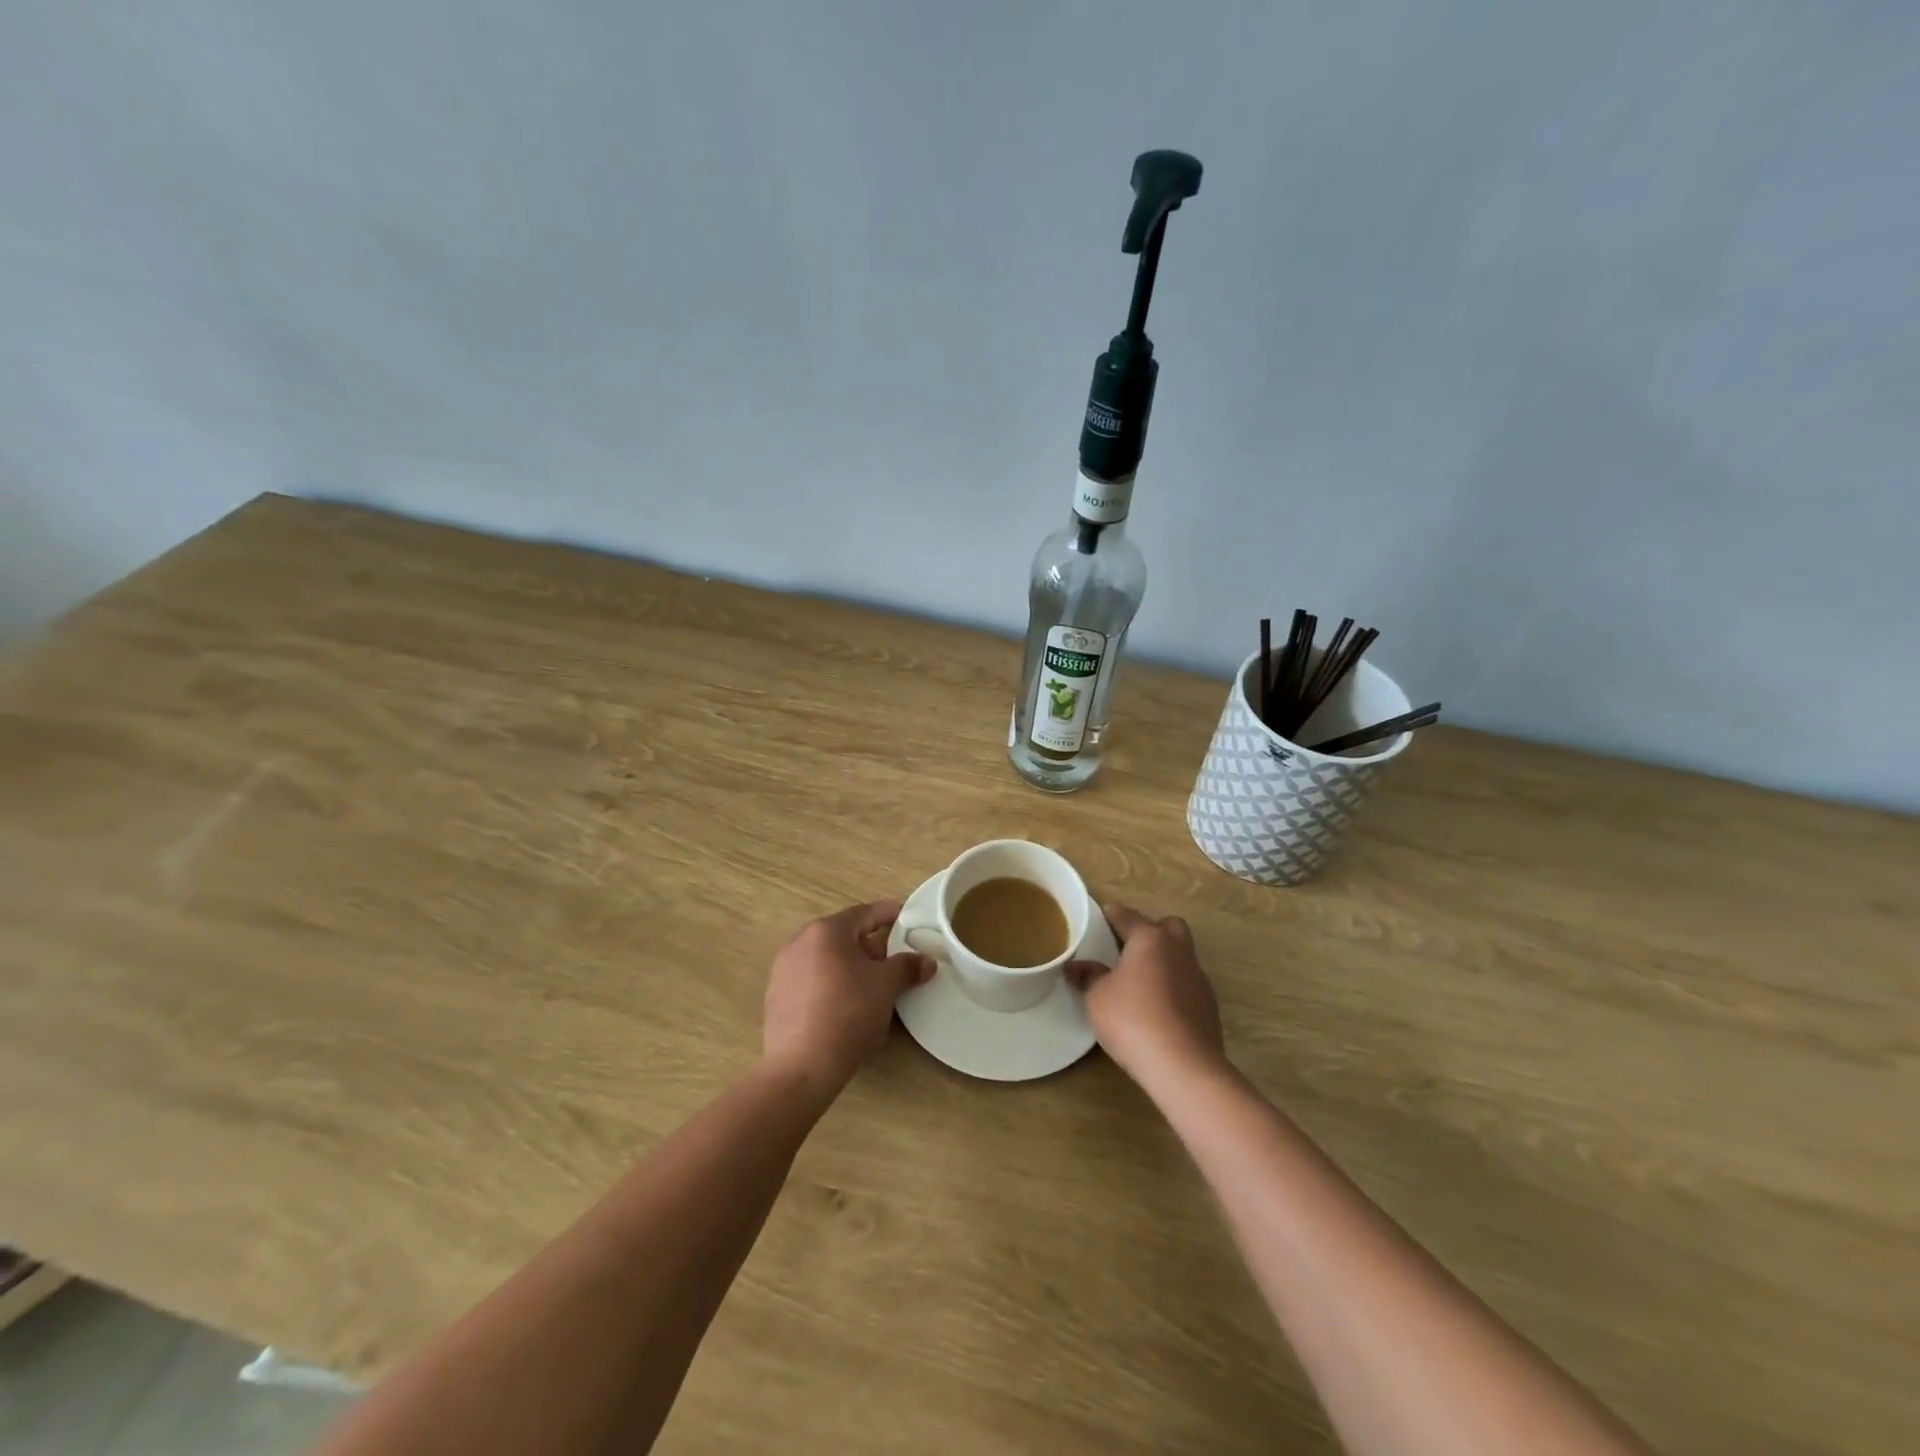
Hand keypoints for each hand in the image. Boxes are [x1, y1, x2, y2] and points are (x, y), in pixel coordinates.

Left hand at [763, 901, 933, 1094]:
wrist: (801, 1067)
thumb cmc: (848, 1013)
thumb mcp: (886, 986)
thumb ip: (908, 967)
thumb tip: (926, 962)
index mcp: (826, 930)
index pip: (865, 913)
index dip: (889, 914)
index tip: (907, 919)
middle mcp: (800, 942)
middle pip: (845, 937)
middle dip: (872, 949)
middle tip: (894, 965)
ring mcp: (784, 970)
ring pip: (829, 961)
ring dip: (853, 971)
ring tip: (874, 993)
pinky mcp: (776, 997)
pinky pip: (814, 983)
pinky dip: (834, 988)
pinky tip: (849, 1013)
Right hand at [1068, 903, 1225, 1087]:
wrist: (1183, 1065)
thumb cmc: (1132, 1019)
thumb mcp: (1098, 997)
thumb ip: (1088, 976)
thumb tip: (1076, 966)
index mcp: (1150, 939)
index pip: (1128, 916)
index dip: (1113, 914)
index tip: (1104, 912)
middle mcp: (1178, 951)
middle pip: (1168, 927)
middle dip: (1151, 931)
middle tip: (1129, 947)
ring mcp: (1198, 978)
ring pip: (1181, 956)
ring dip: (1163, 961)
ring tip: (1141, 981)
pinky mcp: (1209, 1006)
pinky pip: (1187, 984)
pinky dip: (1173, 988)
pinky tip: (1158, 1008)